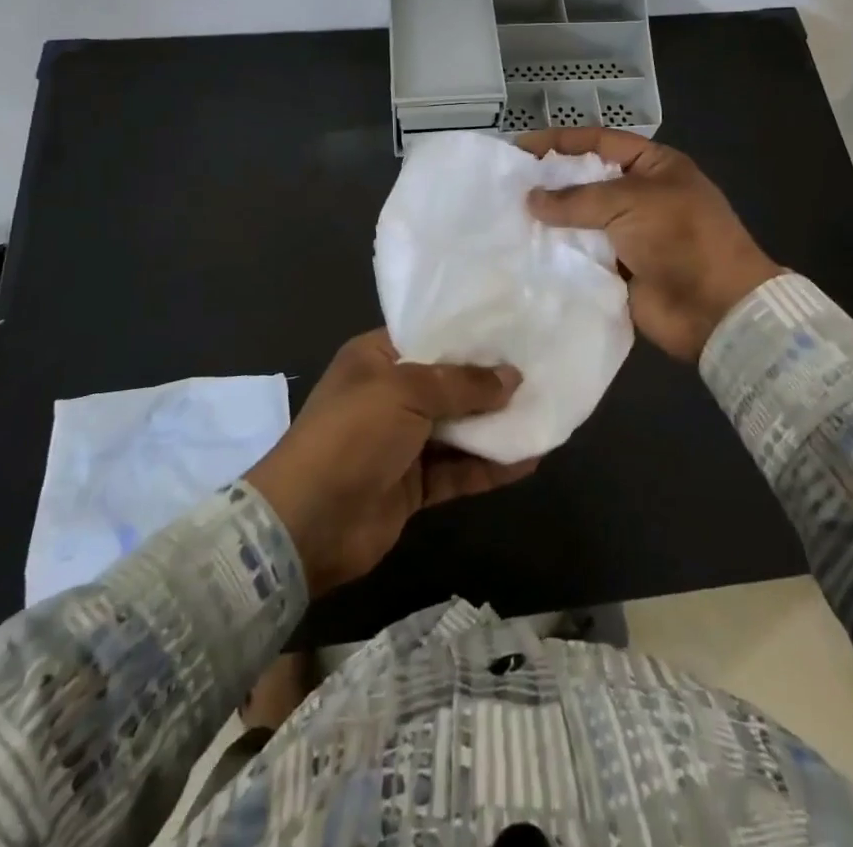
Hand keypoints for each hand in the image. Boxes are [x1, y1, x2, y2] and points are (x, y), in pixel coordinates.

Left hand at [243, 330, 536, 596]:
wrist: (308, 524)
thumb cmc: (352, 435)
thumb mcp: (406, 392)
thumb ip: (462, 383)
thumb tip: (513, 377)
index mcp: (377, 358)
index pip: (430, 335)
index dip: (470, 334)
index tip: (514, 329)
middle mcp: (391, 394)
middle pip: (450, 382)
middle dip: (491, 380)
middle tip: (542, 369)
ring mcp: (402, 441)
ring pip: (459, 427)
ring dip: (496, 425)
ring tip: (545, 412)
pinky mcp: (414, 484)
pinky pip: (460, 469)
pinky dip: (491, 465)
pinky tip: (530, 459)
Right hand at [518, 128, 782, 361]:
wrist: (716, 308)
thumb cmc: (681, 238)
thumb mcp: (631, 202)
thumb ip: (578, 199)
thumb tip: (532, 199)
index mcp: (654, 166)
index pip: (600, 142)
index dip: (561, 141)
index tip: (520, 146)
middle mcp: (639, 196)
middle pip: (587, 181)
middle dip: (550, 181)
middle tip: (507, 183)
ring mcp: (628, 234)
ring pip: (580, 220)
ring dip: (550, 220)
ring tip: (507, 216)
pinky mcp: (617, 270)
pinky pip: (582, 255)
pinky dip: (558, 253)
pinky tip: (525, 250)